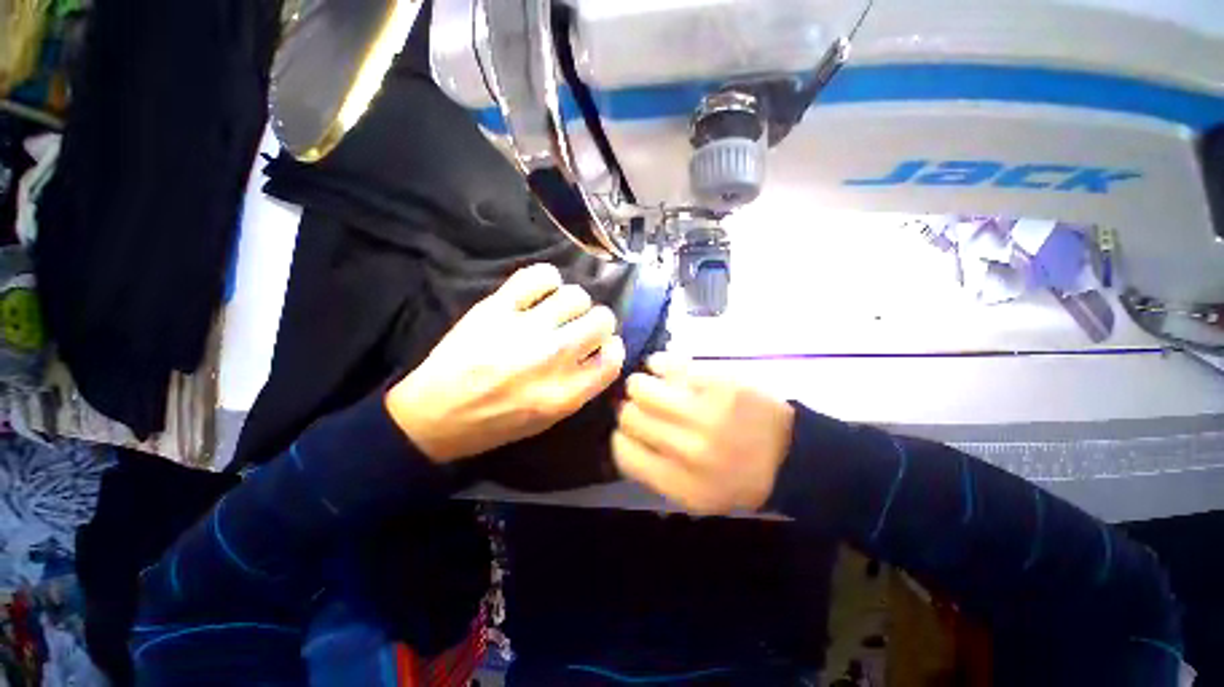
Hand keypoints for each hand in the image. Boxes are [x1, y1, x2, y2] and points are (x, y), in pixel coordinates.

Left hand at [387, 263, 625, 462]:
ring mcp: (525, 329)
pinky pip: (540, 276)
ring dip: (574, 302)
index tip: (603, 346)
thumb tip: (601, 351)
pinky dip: (548, 279)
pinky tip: (542, 291)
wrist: (434, 415)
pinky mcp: (498, 308)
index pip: (613, 358)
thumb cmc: (496, 423)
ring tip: (559, 310)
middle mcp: (553, 358)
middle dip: (598, 322)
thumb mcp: (549, 419)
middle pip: (602, 320)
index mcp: (566, 394)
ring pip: (576, 296)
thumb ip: (581, 386)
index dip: (613, 348)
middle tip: (582, 326)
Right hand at [612, 353, 794, 514]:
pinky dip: (661, 364)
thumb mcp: (695, 496)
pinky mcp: (718, 382)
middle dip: (631, 409)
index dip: (621, 437)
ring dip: (641, 384)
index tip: (629, 431)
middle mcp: (688, 449)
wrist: (791, 455)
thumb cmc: (738, 478)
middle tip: (644, 406)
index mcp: (680, 483)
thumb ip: (654, 472)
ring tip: (653, 385)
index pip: (623, 451)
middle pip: (629, 416)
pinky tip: (666, 369)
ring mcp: (705, 412)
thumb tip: (622, 436)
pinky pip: (669, 365)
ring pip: (642, 387)